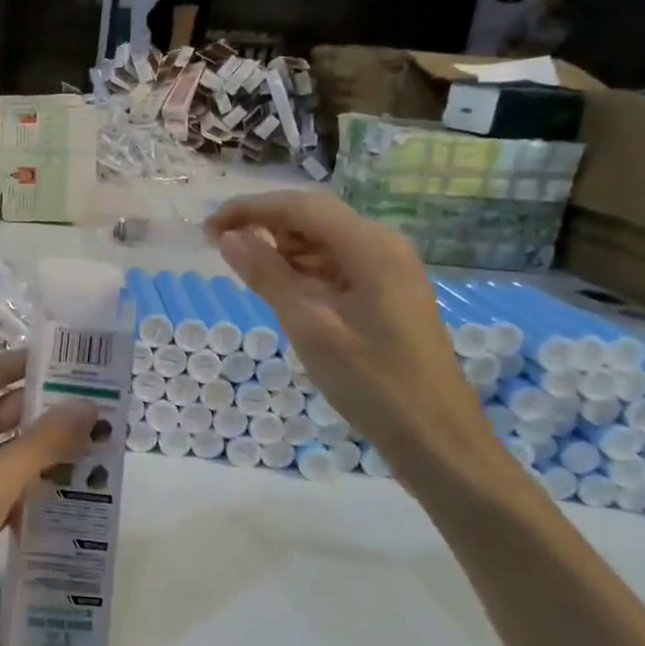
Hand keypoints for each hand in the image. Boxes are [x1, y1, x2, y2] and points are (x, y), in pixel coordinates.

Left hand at [0, 351, 96, 645]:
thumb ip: (44, 440)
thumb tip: (88, 405)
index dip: (30, 363)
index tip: (76, 361)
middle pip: (9, 410)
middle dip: (52, 409)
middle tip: (104, 408)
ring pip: (15, 450)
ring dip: (51, 449)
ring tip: (103, 446)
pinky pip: (14, 485)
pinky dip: (41, 485)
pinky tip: (81, 491)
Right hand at [206, 191, 504, 492]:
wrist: (438, 438)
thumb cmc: (372, 382)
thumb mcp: (310, 326)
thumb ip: (267, 275)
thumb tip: (228, 238)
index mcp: (369, 246)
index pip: (298, 206)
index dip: (248, 210)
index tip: (206, 229)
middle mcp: (383, 245)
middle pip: (313, 215)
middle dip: (263, 223)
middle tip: (218, 246)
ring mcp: (389, 268)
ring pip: (323, 238)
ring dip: (281, 246)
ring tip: (244, 268)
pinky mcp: (387, 291)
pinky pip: (336, 263)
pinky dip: (302, 268)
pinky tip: (280, 287)